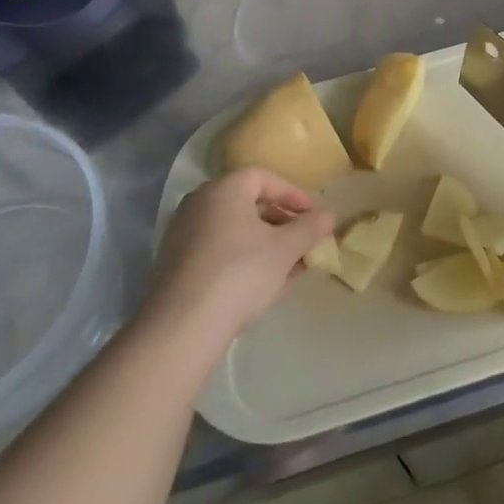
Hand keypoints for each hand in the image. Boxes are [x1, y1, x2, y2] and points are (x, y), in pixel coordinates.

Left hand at [147, 168, 334, 348]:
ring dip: (265, 242)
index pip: (264, 177)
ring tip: (290, 266)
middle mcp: (199, 203)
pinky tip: (262, 283)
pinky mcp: (175, 263)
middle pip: (248, 202)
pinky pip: (218, 249)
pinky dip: (243, 257)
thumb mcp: (285, 249)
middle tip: (304, 241)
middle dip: (281, 221)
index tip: (314, 215)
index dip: (294, 194)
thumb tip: (328, 216)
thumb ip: (310, 228)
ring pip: (234, 229)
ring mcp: (183, 233)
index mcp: (224, 189)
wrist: (182, 326)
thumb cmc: (241, 273)